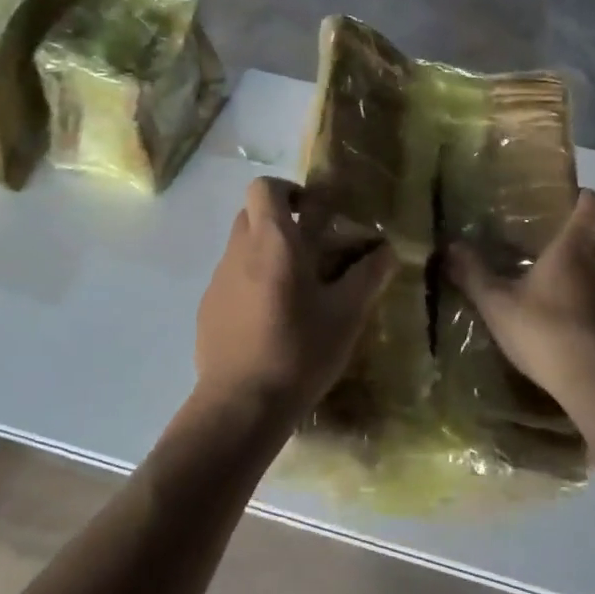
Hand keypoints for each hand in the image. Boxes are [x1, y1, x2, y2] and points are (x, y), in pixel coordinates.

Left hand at [195, 177, 395, 416]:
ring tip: (295, 292)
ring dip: (265, 256)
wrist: (241, 405)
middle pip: (251, 215)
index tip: (312, 213)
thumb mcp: (346, 314)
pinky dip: (250, 286)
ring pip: (240, 249)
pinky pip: (230, 281)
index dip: (288, 191)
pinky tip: (270, 322)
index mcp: (272, 241)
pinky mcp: (206, 310)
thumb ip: (368, 276)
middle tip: (310, 250)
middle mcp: (238, 251)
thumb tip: (388, 250)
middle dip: (279, 222)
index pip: (265, 188)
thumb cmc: (299, 350)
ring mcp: (217, 281)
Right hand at [448, 190, 594, 415]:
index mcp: (576, 248)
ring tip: (553, 308)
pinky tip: (574, 341)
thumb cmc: (549, 333)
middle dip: (571, 252)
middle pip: (594, 245)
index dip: (584, 199)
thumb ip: (474, 274)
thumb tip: (449, 246)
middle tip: (541, 266)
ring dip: (583, 287)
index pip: (593, 206)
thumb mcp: (498, 306)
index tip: (573, 200)